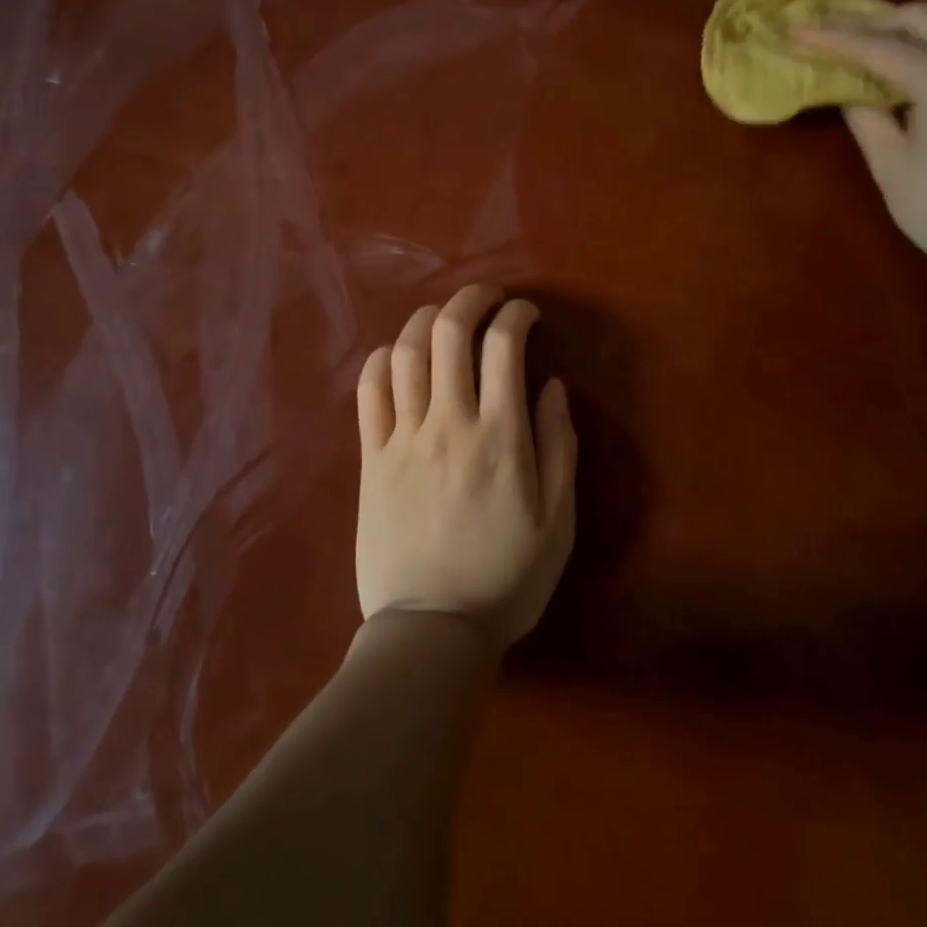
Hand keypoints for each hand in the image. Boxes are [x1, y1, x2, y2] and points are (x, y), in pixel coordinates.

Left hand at [354, 284, 577, 648]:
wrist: (430, 629)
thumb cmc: (505, 578)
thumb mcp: (558, 521)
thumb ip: (558, 446)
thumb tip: (553, 385)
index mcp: (499, 437)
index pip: (504, 347)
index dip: (516, 315)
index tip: (526, 313)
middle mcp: (448, 423)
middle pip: (450, 334)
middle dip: (470, 299)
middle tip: (486, 297)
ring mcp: (403, 438)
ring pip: (406, 353)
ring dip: (425, 320)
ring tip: (442, 317)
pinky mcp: (371, 458)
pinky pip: (368, 393)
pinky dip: (381, 360)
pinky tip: (396, 355)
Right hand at [790, 0, 926, 287]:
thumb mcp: (890, 164)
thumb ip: (865, 113)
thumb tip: (847, 85)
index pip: (880, 47)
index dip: (833, 37)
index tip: (796, 27)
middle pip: (922, 16)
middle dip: (871, 23)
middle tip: (833, 37)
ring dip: (924, 17)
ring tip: (894, 41)